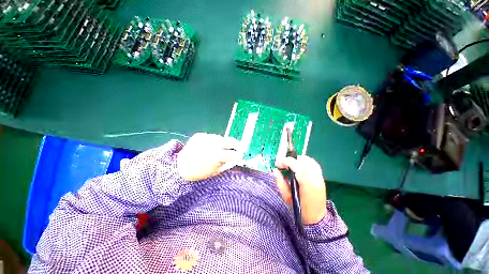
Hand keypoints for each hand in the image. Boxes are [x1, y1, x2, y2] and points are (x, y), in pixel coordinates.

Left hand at [177, 133, 240, 180]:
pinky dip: (213, 141)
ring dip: (224, 143)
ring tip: (222, 147)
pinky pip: (211, 137)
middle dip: (236, 145)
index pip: (234, 153)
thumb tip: (234, 158)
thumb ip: (227, 164)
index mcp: (218, 155)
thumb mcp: (216, 171)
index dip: (238, 155)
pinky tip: (210, 146)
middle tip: (237, 147)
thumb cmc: (199, 172)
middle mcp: (214, 144)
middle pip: (230, 142)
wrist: (179, 167)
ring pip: (222, 138)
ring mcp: (207, 138)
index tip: (240, 155)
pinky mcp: (200, 135)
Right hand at [273, 156, 326, 224]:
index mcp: (306, 183)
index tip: (277, 164)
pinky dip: (305, 162)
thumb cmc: (300, 209)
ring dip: (298, 160)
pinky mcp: (321, 177)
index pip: (296, 165)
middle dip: (290, 160)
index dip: (285, 161)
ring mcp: (319, 177)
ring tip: (290, 165)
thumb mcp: (287, 197)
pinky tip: (299, 166)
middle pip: (302, 160)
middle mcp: (315, 177)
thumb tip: (275, 170)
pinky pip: (313, 164)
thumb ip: (280, 182)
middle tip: (283, 165)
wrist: (317, 218)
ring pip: (309, 160)